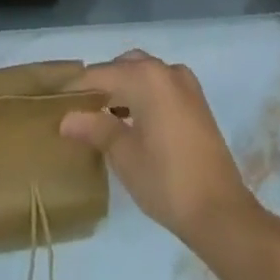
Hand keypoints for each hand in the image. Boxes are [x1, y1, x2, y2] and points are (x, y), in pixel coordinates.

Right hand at [60, 50, 261, 246]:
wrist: (222, 213)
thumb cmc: (167, 182)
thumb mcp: (124, 156)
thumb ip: (95, 129)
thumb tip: (66, 118)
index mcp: (145, 77)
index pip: (101, 74)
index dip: (78, 88)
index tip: (58, 101)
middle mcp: (165, 70)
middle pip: (124, 66)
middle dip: (102, 83)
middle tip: (81, 109)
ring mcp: (185, 84)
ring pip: (144, 73)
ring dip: (124, 87)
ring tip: (104, 116)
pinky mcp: (197, 101)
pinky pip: (162, 85)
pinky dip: (144, 93)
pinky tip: (134, 120)